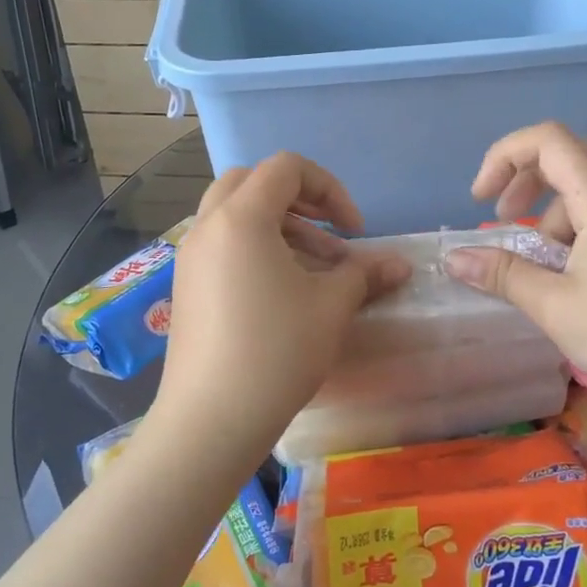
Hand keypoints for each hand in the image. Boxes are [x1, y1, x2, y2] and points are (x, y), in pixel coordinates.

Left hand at [150, 153, 409, 467]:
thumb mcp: (331, 307)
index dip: (329, 188)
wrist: (211, 419)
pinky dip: (253, 249)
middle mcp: (208, 226)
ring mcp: (190, 257)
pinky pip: (221, 245)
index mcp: (241, 217)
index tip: (352, 230)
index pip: (286, 168)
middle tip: (326, 233)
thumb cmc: (277, 351)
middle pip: (252, 182)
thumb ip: (365, 274)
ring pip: (234, 215)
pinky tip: (280, 293)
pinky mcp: (185, 287)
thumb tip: (401, 265)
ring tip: (313, 270)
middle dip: (297, 200)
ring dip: (276, 226)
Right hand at [444, 122, 586, 420]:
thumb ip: (502, 274)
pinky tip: (563, 276)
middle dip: (523, 177)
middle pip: (569, 156)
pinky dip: (569, 231)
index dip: (505, 155)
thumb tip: (453, 258)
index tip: (482, 200)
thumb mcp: (553, 306)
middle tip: (500, 216)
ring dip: (546, 210)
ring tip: (532, 261)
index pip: (550, 140)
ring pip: (585, 188)